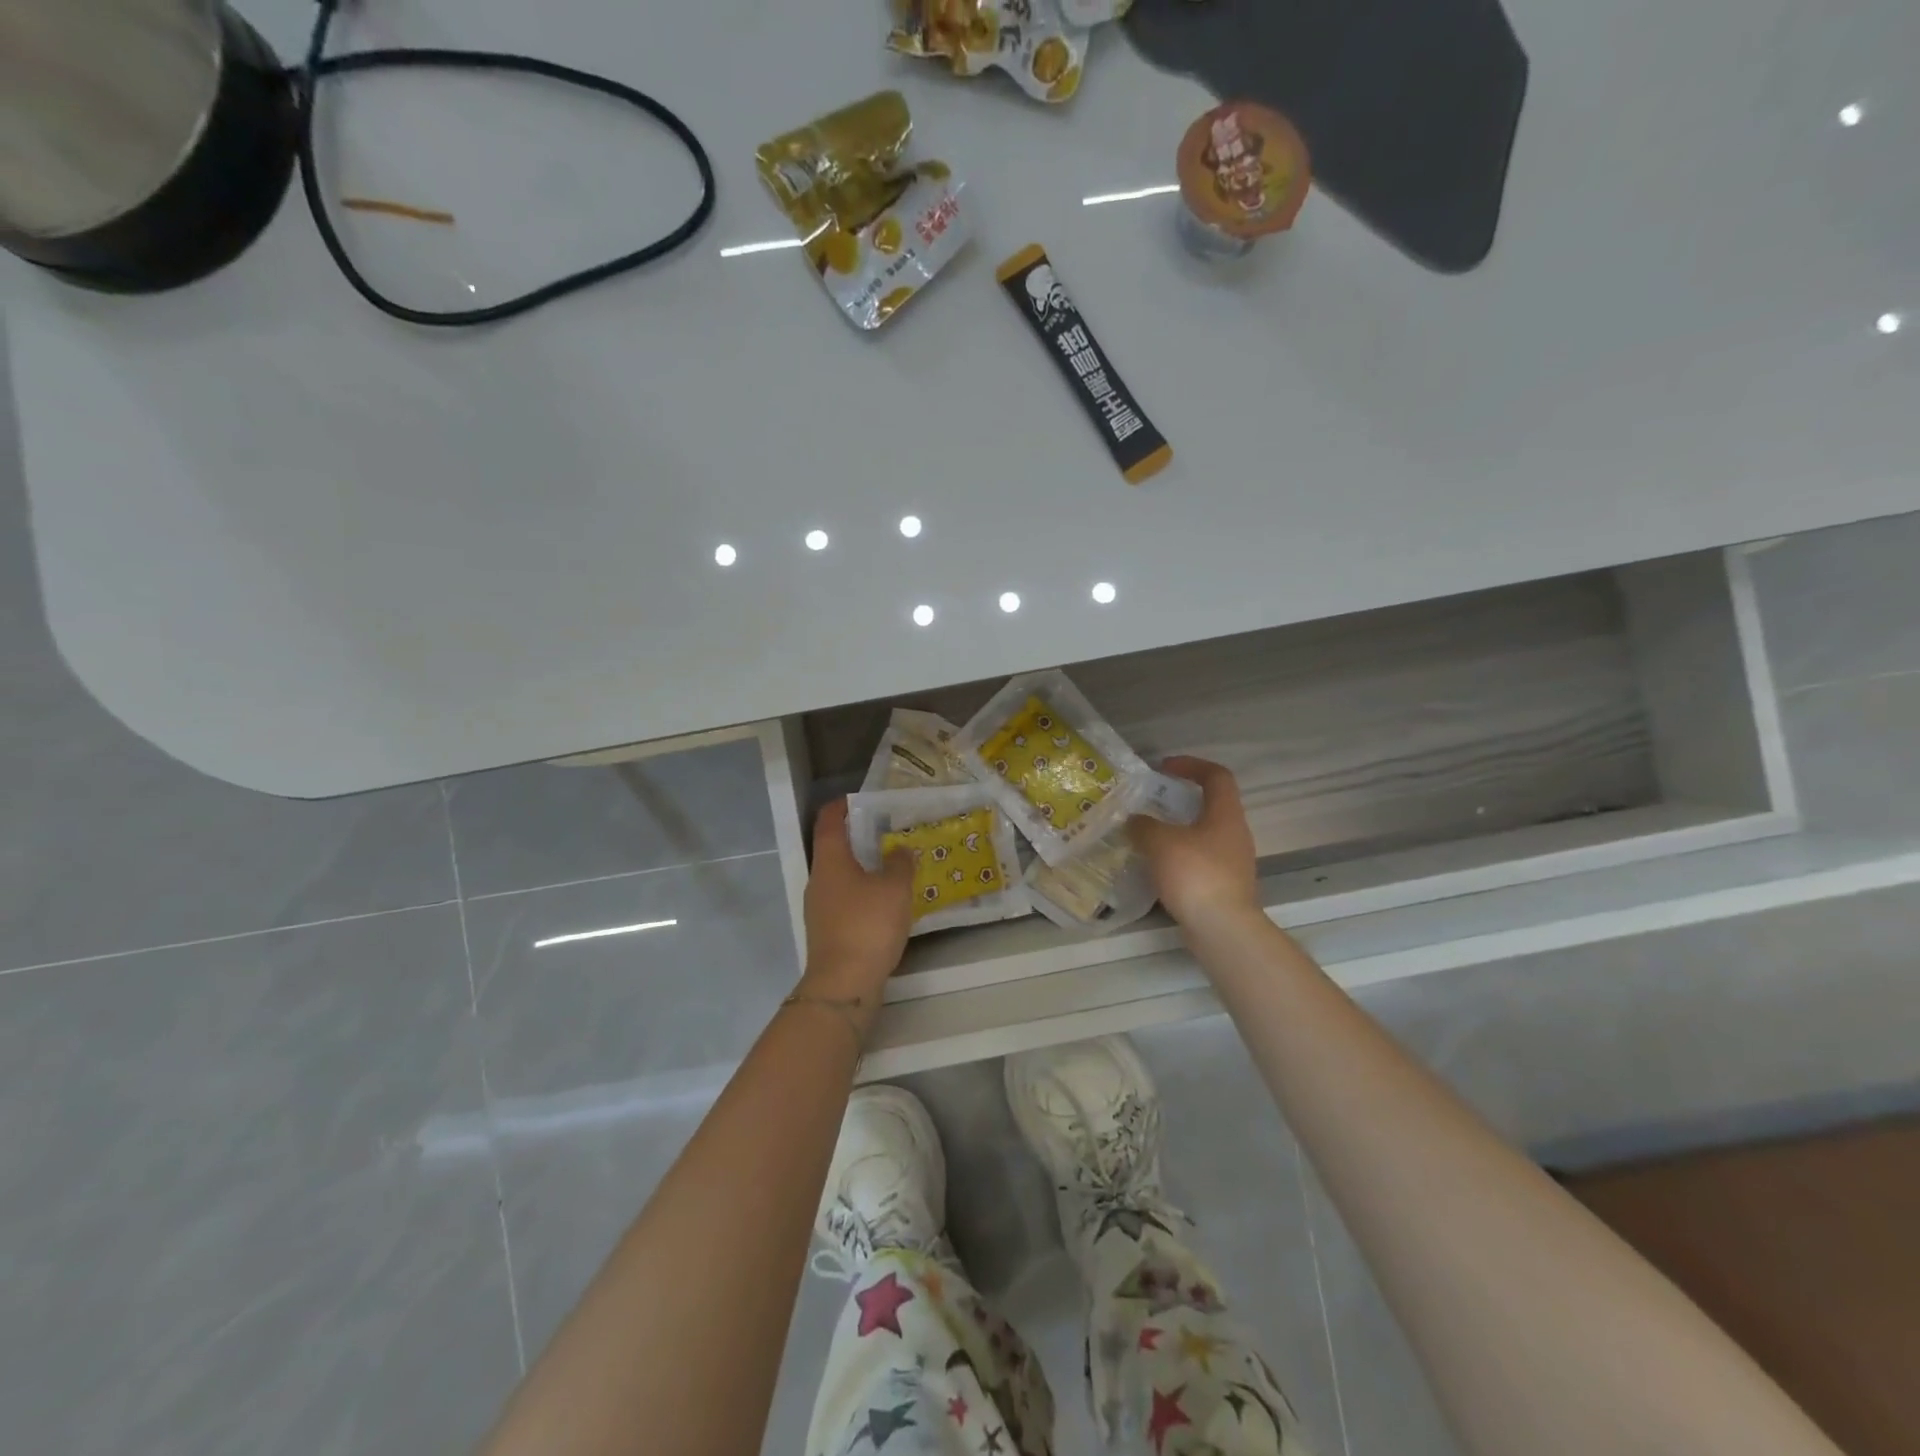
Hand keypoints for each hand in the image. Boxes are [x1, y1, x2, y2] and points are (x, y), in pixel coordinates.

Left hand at [800, 799, 913, 1009]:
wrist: (844, 984)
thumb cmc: (867, 925)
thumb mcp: (894, 889)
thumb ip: (899, 864)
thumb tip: (899, 850)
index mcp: (830, 861)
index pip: (828, 821)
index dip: (841, 806)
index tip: (860, 799)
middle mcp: (819, 880)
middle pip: (834, 849)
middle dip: (858, 838)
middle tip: (888, 832)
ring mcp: (820, 908)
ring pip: (841, 877)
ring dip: (863, 868)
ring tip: (893, 867)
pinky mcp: (828, 932)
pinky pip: (846, 901)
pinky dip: (863, 894)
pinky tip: (886, 903)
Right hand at [1129, 756, 1262, 928]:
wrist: (1222, 929)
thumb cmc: (1195, 874)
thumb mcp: (1159, 842)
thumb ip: (1143, 826)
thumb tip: (1135, 821)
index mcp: (1225, 814)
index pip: (1216, 776)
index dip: (1191, 765)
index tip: (1164, 768)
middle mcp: (1234, 833)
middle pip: (1211, 805)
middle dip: (1180, 800)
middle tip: (1151, 804)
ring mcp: (1233, 862)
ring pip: (1204, 835)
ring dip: (1177, 831)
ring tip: (1147, 836)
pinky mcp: (1225, 886)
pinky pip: (1200, 860)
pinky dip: (1179, 857)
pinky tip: (1157, 867)